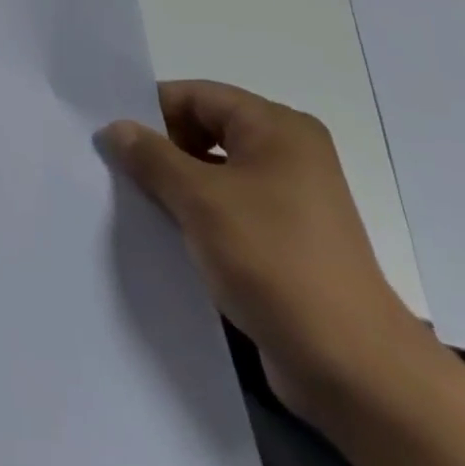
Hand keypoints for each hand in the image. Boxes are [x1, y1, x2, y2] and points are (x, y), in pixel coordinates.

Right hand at [99, 80, 429, 421]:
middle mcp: (288, 152)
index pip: (198, 96)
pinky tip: (168, 234)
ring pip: (216, 172)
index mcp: (276, 127)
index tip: (112, 136)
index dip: (153, 111)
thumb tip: (114, 128)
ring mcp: (292, 198)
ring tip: (136, 202)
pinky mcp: (288, 239)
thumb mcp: (200, 200)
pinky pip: (231, 208)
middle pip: (207, 129)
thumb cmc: (274, 261)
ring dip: (177, 185)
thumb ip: (151, 157)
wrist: (352, 369)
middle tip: (118, 170)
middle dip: (163, 149)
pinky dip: (200, 215)